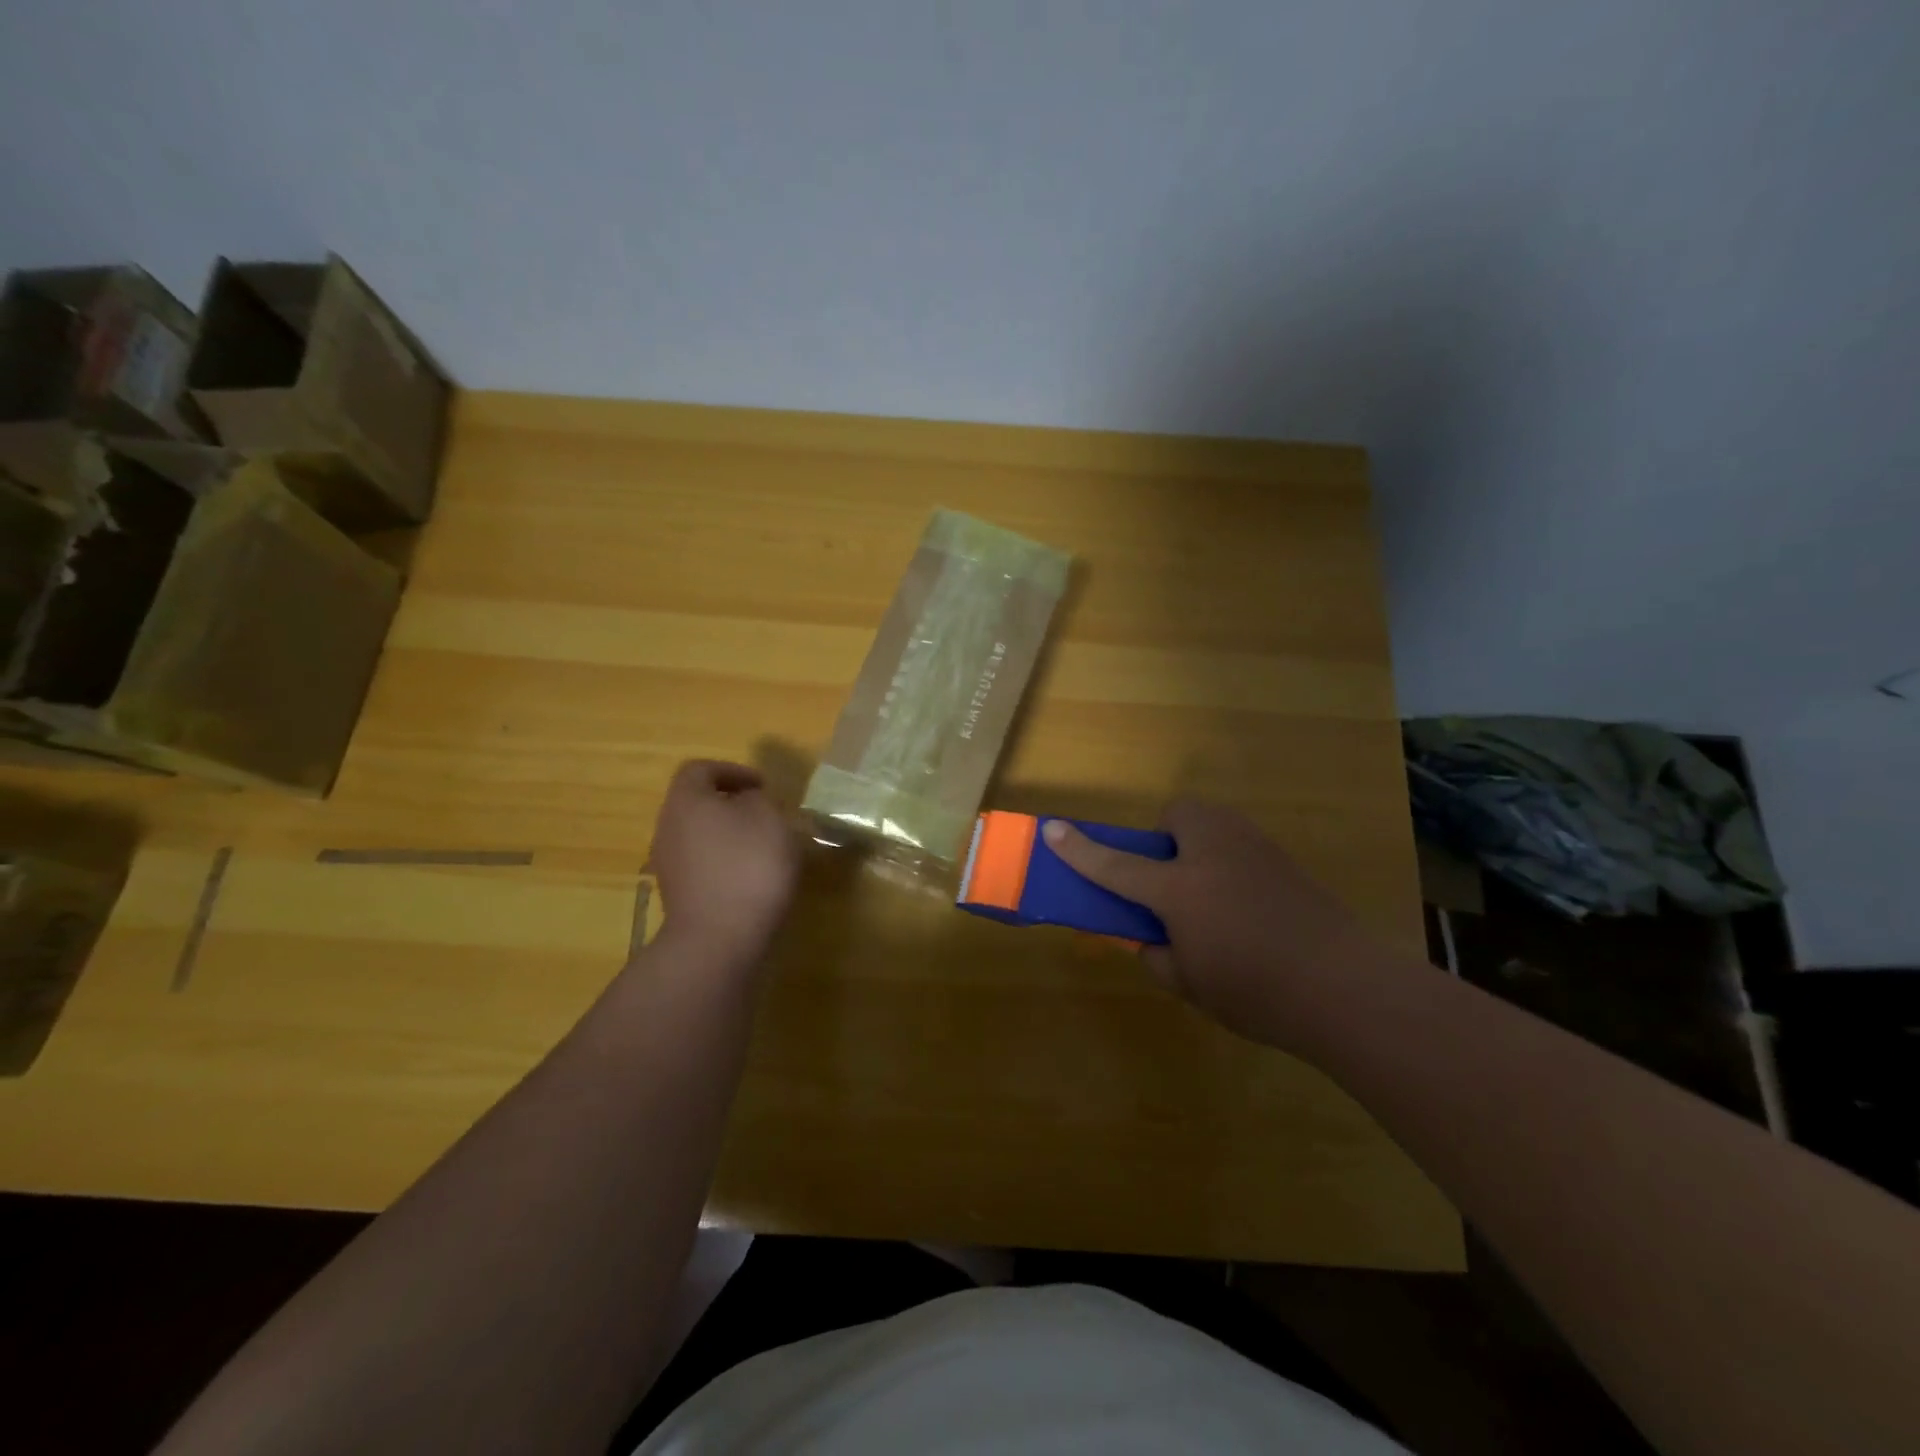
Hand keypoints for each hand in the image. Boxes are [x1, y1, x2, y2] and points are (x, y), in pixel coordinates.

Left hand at [648, 760, 799, 962]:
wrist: (719, 940)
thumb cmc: (748, 866)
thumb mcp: (769, 819)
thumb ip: (758, 800)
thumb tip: (746, 802)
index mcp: (686, 800)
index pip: (700, 769)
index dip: (732, 770)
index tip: (762, 786)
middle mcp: (668, 827)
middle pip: (696, 803)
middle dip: (730, 804)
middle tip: (764, 814)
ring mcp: (668, 864)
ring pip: (699, 835)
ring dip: (728, 834)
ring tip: (763, 847)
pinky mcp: (678, 895)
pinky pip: (701, 864)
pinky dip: (724, 862)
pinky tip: (751, 877)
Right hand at [1043, 799, 1390, 1054]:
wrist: (1348, 988)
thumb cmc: (1256, 991)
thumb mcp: (1188, 984)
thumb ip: (1155, 955)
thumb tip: (1147, 937)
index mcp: (1179, 888)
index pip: (1114, 864)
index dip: (1078, 850)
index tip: (1051, 830)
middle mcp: (1213, 854)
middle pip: (1176, 814)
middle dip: (1164, 837)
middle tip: (1169, 881)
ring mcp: (1253, 849)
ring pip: (1212, 824)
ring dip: (1197, 845)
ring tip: (1210, 895)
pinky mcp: (1284, 859)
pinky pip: (1240, 845)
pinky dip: (1229, 863)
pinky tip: (1248, 907)